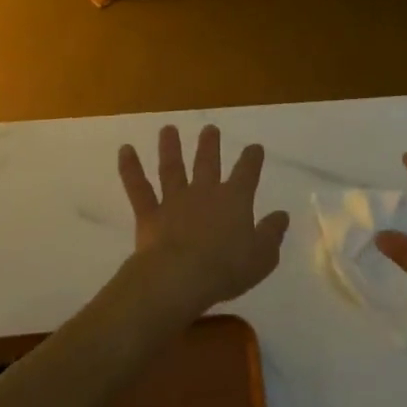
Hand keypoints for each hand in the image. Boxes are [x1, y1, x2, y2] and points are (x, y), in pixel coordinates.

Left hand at [118, 124, 289, 314]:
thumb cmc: (226, 268)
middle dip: (210, 145)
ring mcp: (175, 200)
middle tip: (210, 129)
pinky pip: (138, 188)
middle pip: (208, 163)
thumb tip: (281, 215)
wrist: (180, 278)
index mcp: (235, 200)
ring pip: (172, 168)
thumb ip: (272, 233)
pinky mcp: (150, 214)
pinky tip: (125, 150)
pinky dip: (130, 168)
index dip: (252, 159)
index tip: (255, 148)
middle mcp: (205, 192)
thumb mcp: (262, 256)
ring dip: (171, 147)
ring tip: (168, 129)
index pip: (247, 173)